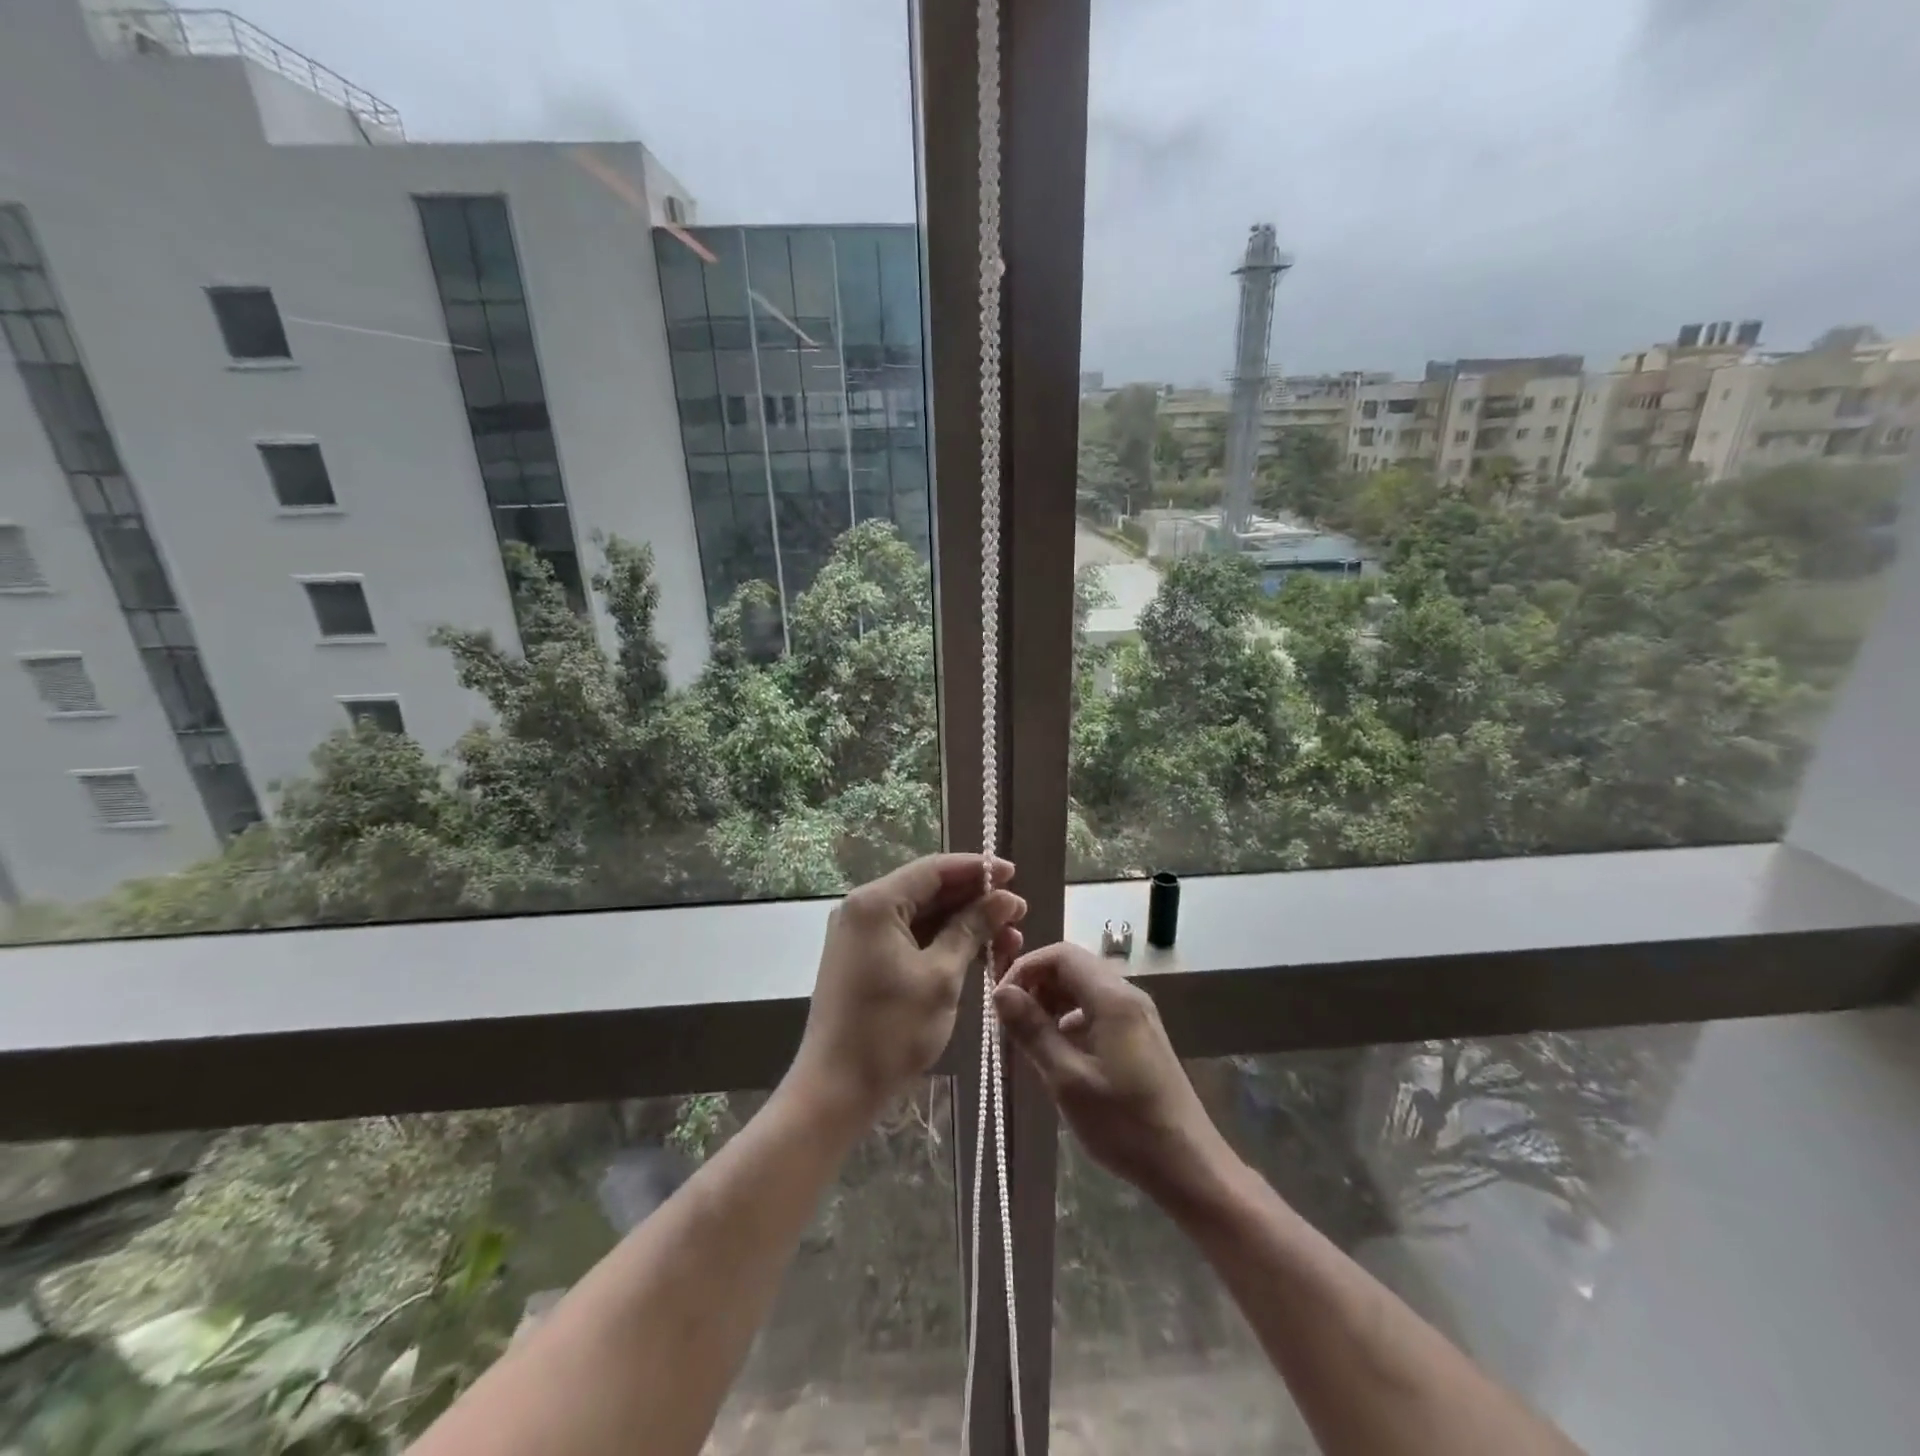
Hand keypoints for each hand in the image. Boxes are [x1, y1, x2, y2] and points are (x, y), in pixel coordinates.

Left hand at [788, 854, 1025, 1126]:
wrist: (836, 1090)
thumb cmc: (891, 1030)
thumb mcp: (941, 976)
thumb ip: (973, 929)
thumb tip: (1005, 898)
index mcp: (875, 902)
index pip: (934, 869)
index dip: (978, 869)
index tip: (1015, 875)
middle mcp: (863, 909)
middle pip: (928, 891)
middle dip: (976, 901)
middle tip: (1020, 915)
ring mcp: (861, 936)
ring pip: (922, 916)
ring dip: (964, 925)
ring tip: (1009, 941)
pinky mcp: (864, 960)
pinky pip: (910, 938)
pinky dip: (943, 944)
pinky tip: (978, 955)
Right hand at [994, 942, 1233, 1207]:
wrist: (1188, 1165)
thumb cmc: (1124, 1123)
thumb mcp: (1068, 1079)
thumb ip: (1033, 1031)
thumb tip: (1000, 992)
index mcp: (1112, 998)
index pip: (1061, 955)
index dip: (1025, 968)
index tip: (1000, 1000)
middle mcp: (1127, 995)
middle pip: (1073, 968)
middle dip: (1037, 986)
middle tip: (1010, 1022)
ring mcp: (1137, 1015)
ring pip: (1084, 989)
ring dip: (1052, 1004)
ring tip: (1030, 1039)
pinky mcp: (1140, 1036)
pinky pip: (1097, 1010)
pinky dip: (1071, 1020)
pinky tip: (1060, 1053)